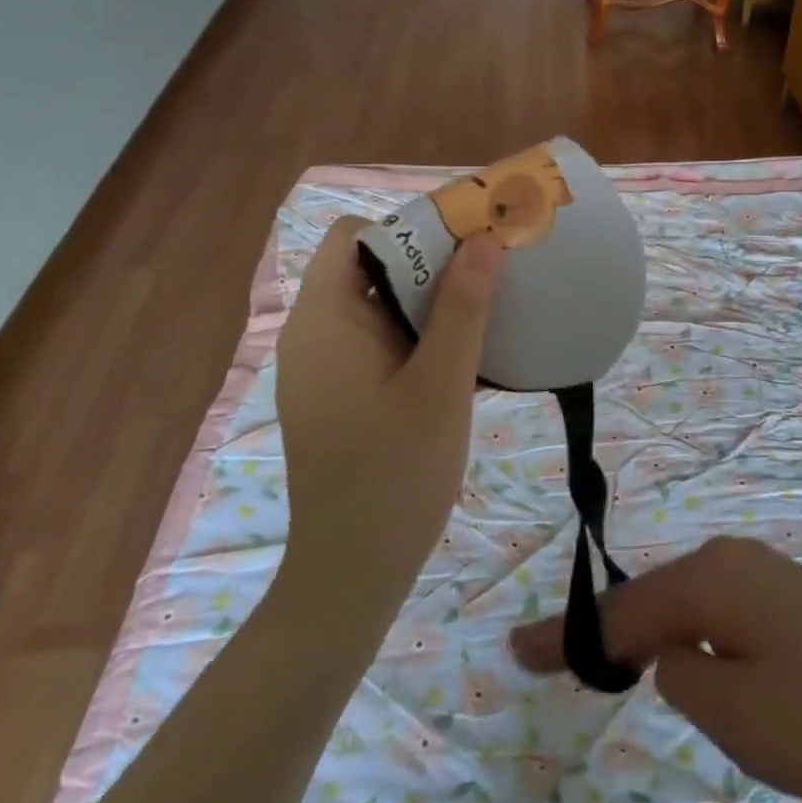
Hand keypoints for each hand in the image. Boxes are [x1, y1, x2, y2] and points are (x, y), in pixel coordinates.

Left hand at [271, 215, 502, 619]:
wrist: (352, 574)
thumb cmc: (395, 473)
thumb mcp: (441, 384)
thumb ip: (463, 308)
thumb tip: (483, 239)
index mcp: (324, 320)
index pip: (351, 236)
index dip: (406, 228)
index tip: (463, 243)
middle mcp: (313, 335)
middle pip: (366, 268)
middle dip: (428, 263)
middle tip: (488, 273)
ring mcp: (323, 371)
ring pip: (376, 309)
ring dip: (428, 303)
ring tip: (485, 310)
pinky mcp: (338, 399)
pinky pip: (376, 345)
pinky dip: (416, 337)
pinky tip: (461, 359)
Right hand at [509, 535, 801, 802]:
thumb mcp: (734, 714)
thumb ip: (678, 675)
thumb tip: (671, 652)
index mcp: (712, 576)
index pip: (620, 610)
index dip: (567, 636)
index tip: (517, 650)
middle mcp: (733, 557)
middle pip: (649, 595)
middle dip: (602, 631)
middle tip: (549, 660)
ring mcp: (767, 572)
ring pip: (685, 601)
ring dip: (644, 631)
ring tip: (606, 664)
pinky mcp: (793, 597)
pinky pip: (719, 609)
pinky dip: (686, 632)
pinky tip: (681, 656)